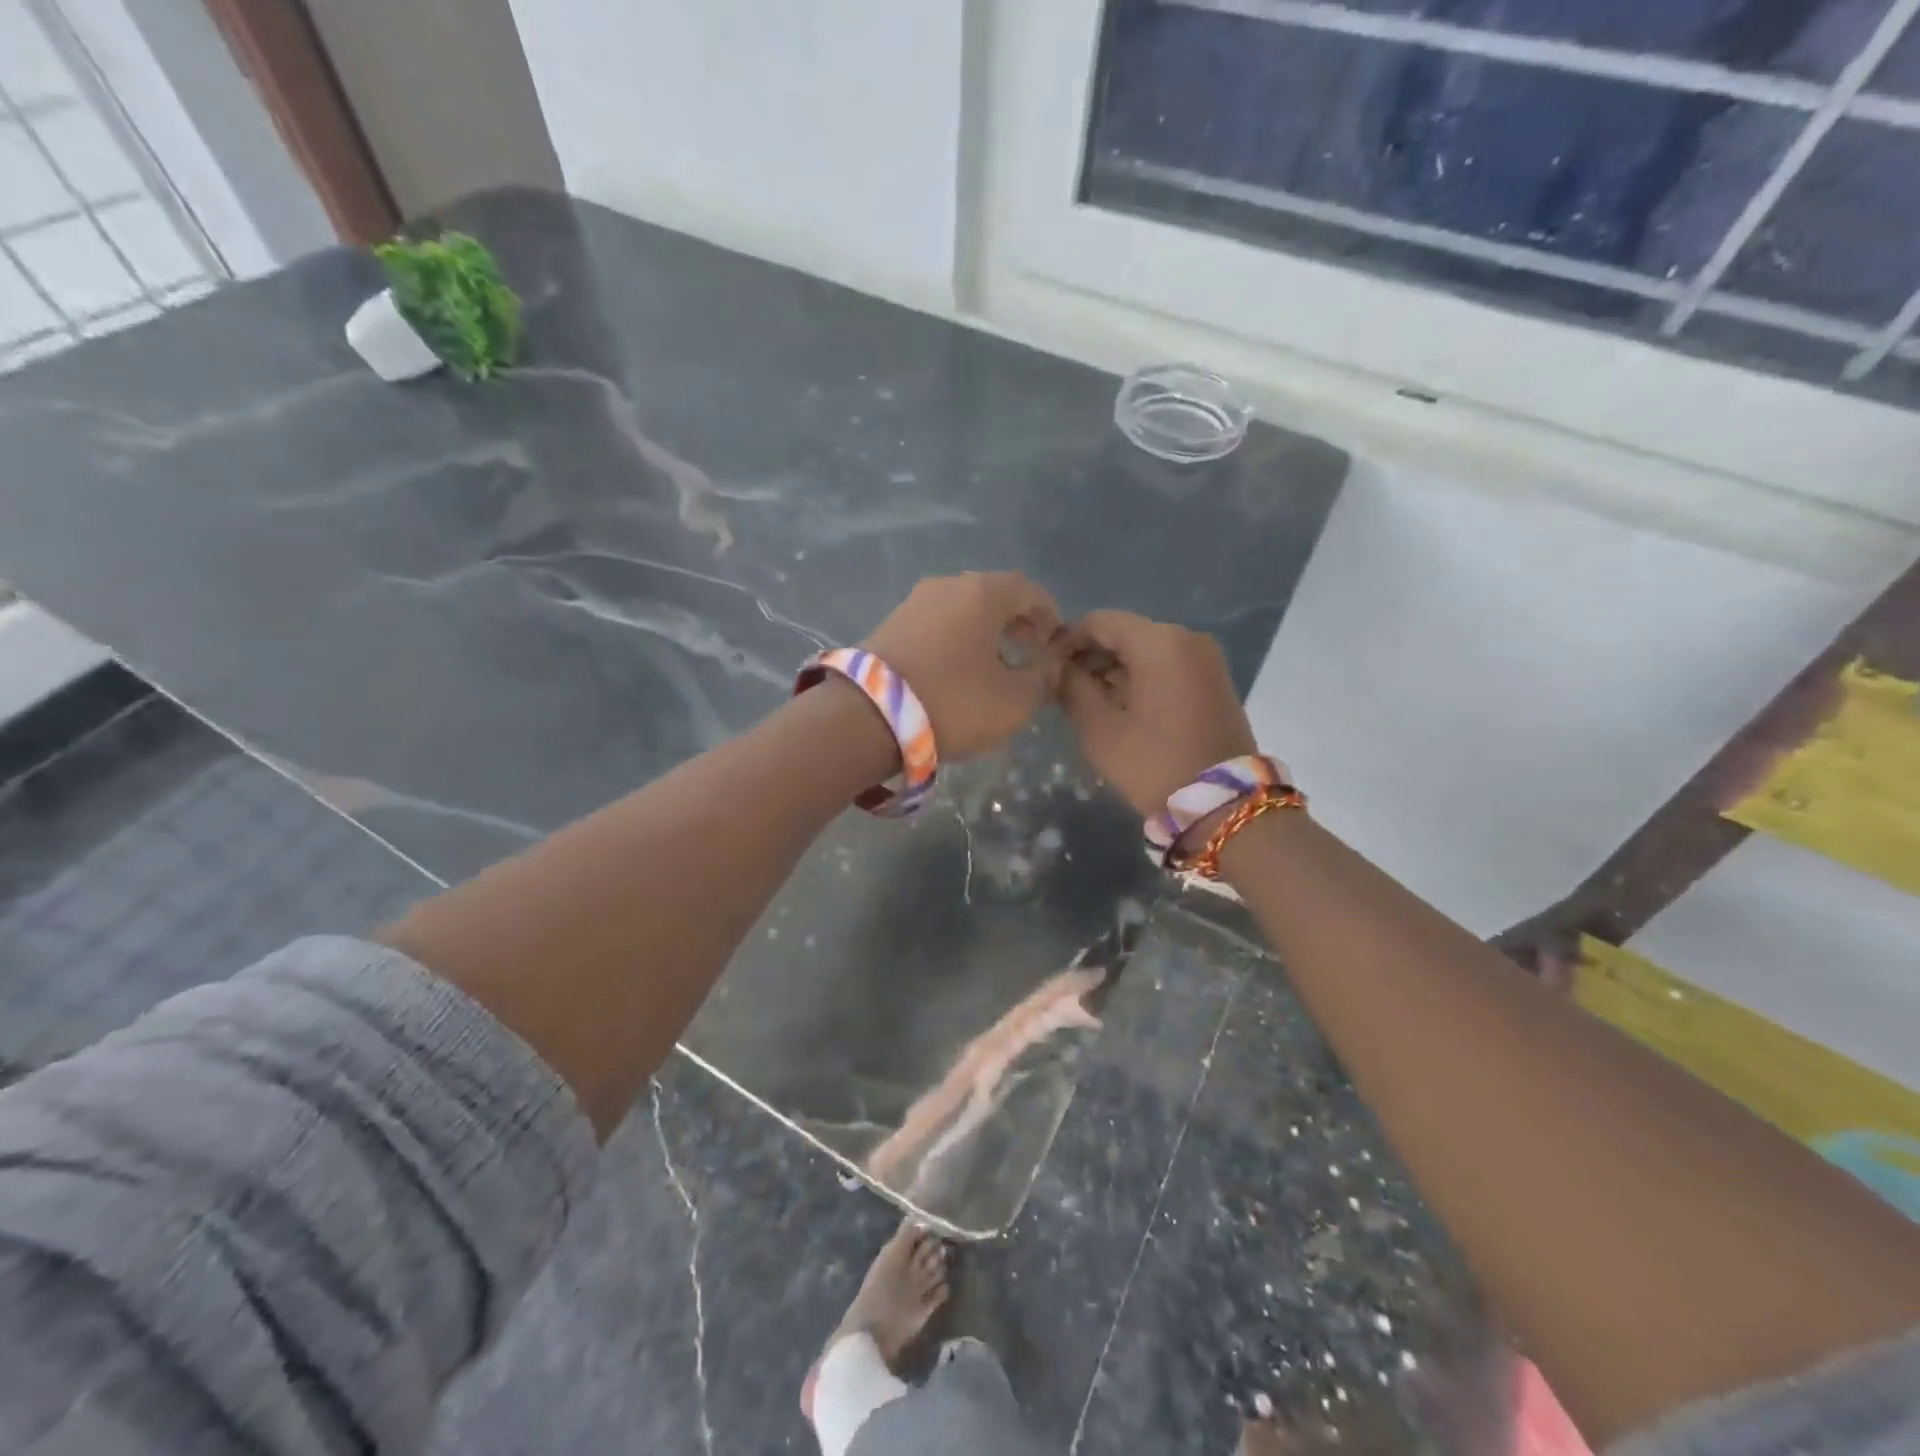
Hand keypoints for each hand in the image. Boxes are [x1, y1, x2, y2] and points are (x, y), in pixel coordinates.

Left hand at [865, 573, 1063, 759]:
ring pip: (963, 608)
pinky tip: (961, 667)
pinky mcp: (890, 624)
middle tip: (1031, 649)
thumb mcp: (1014, 701)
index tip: (1057, 640)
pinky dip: (958, 637)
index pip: (1028, 589)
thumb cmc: (953, 702)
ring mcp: (914, 602)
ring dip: (986, 630)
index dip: (1049, 613)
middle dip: (1018, 620)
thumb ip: (1043, 678)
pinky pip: (938, 622)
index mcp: (982, 593)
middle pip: (993, 594)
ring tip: (998, 662)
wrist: (867, 716)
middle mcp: (947, 585)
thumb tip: (1050, 664)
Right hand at [1057, 610, 1256, 816]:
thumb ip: (1072, 688)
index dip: (1068, 640)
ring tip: (1092, 701)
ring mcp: (1206, 658)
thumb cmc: (1154, 764)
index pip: (1100, 621)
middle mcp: (1187, 638)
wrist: (1223, 804)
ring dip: (1116, 668)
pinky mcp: (1215, 679)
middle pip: (1125, 632)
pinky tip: (1124, 706)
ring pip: (1147, 649)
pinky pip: (1168, 665)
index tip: (1049, 668)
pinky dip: (1142, 677)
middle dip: (1092, 655)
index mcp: (1158, 642)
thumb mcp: (1099, 729)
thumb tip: (1060, 667)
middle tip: (1066, 688)